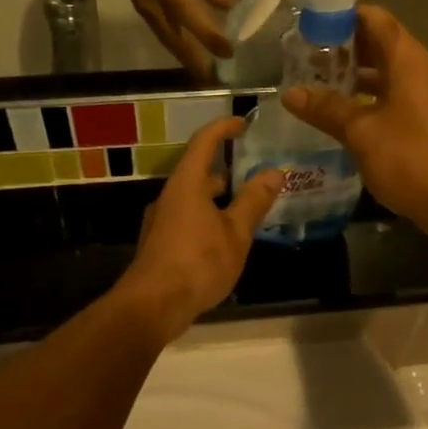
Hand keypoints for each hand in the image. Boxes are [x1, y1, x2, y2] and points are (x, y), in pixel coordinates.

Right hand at [100, 0, 234, 80]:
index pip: (194, 22)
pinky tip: (185, 46)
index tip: (230, 53)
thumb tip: (228, 7)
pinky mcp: (140, 4)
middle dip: (194, 61)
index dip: (212, 40)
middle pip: (176, 41)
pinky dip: (174, 42)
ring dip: (183, 55)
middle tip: (212, 78)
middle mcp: (152, 3)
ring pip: (166, 38)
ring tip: (201, 69)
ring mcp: (143, 6)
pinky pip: (160, 30)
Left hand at [117, 118, 284, 336]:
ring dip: (217, 196)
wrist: (152, 305)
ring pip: (193, 197)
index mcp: (187, 184)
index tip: (244, 123)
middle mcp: (170, 196)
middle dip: (225, 168)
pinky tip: (225, 237)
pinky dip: (208, 216)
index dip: (223, 128)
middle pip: (197, 170)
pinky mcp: (160, 243)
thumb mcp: (235, 233)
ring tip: (244, 205)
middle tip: (253, 171)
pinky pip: (187, 217)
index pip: (204, 142)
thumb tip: (274, 172)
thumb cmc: (197, 263)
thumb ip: (254, 201)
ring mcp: (161, 220)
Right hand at [281, 6, 427, 243]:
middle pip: (378, 44)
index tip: (309, 21)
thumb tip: (290, 93)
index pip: (375, 19)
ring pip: (382, 74)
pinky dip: (363, 99)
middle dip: (341, 46)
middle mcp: (418, 72)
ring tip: (311, 80)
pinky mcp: (421, 123)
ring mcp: (422, 99)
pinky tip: (336, 113)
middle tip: (301, 52)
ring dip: (351, 75)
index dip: (343, 15)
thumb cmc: (412, 159)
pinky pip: (388, 98)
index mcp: (408, 61)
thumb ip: (327, 109)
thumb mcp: (362, 132)